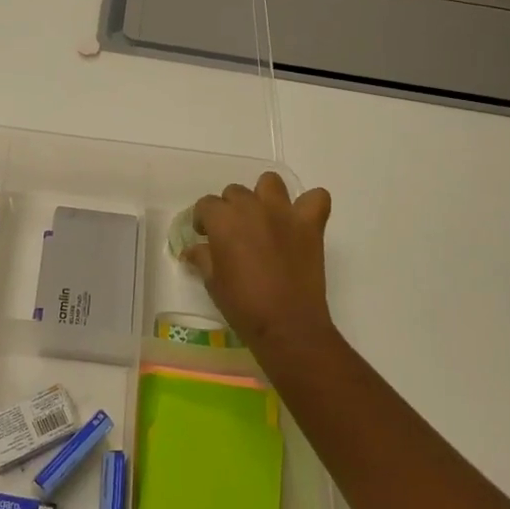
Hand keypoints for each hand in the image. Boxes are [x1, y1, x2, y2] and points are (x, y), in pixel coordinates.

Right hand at [188, 173, 336, 359]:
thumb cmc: (243, 305)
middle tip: (234, 234)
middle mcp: (252, 207)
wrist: (287, 325)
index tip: (206, 236)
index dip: (204, 220)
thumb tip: (193, 249)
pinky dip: (309, 204)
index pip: (206, 204)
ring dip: (264, 196)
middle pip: (235, 192)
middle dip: (230, 209)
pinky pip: (316, 198)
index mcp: (224, 220)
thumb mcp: (213, 282)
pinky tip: (301, 221)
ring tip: (265, 219)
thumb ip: (202, 257)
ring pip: (270, 182)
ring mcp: (284, 213)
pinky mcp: (310, 224)